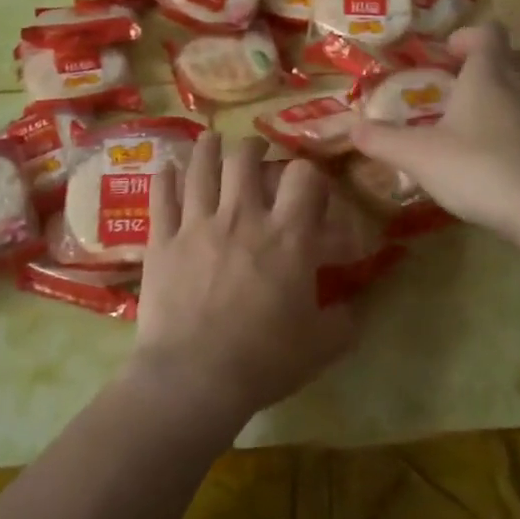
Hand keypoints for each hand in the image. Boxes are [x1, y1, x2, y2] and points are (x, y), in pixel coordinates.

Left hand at [130, 132, 362, 427]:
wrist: (195, 377)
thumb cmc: (264, 360)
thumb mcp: (322, 345)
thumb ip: (346, 320)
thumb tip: (357, 307)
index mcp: (288, 235)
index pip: (303, 176)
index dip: (308, 172)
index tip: (306, 183)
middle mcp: (242, 216)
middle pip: (245, 157)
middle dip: (252, 149)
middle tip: (253, 155)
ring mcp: (197, 224)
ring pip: (201, 166)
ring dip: (207, 148)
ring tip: (211, 141)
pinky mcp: (162, 239)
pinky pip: (162, 194)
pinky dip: (167, 176)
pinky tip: (169, 168)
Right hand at [350, 22, 519, 245]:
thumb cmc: (482, 170)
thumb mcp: (420, 157)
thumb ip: (383, 140)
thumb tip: (352, 127)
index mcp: (491, 72)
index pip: (486, 33)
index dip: (466, 38)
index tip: (447, 56)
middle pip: (513, 57)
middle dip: (489, 67)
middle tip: (463, 92)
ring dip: (514, 95)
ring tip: (489, 125)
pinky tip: (518, 157)